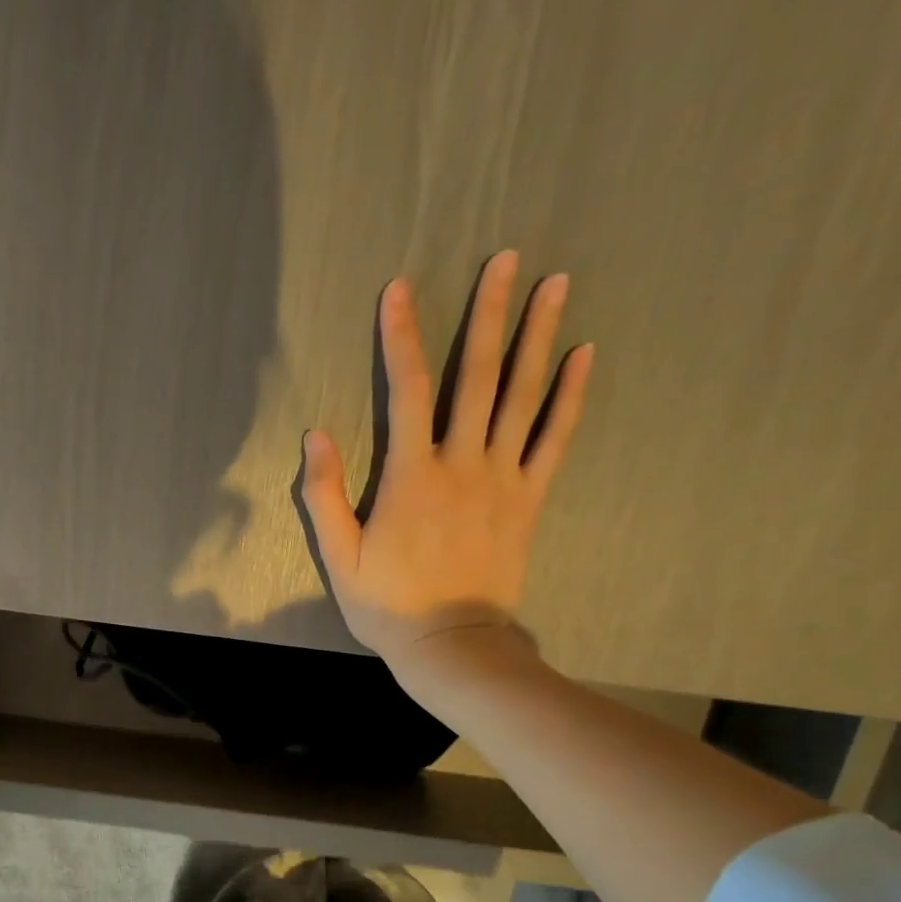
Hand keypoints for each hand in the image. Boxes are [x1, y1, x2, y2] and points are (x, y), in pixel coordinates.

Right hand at [299, 250, 593, 674]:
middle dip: (487, 314)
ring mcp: (502, 479)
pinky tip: (585, 356)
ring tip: (556, 283)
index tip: (401, 288)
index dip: (401, 337)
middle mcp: (461, 464)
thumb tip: (315, 434)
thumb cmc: (388, 605)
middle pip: (476, 377)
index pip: (407, 391)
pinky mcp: (529, 499)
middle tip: (506, 257)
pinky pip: (554, 440)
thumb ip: (324, 496)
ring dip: (537, 337)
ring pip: (521, 397)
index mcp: (410, 476)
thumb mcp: (339, 558)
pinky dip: (570, 397)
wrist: (451, 644)